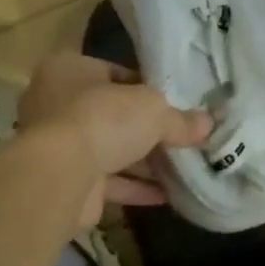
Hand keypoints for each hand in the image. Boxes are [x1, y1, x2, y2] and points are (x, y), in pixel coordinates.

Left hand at [18, 54, 212, 226]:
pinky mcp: (65, 180)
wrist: (59, 177)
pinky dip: (133, 187)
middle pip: (111, 113)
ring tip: (182, 168)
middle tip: (182, 138)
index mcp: (69, 69)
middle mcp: (56, 103)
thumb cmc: (102, 120)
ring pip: (108, 149)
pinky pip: (106, 181)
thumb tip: (208, 124)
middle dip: (145, 129)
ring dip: (142, 161)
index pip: (114, 73)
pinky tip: (166, 195)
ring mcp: (58, 145)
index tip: (176, 104)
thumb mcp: (152, 110)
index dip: (147, 88)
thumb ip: (179, 119)